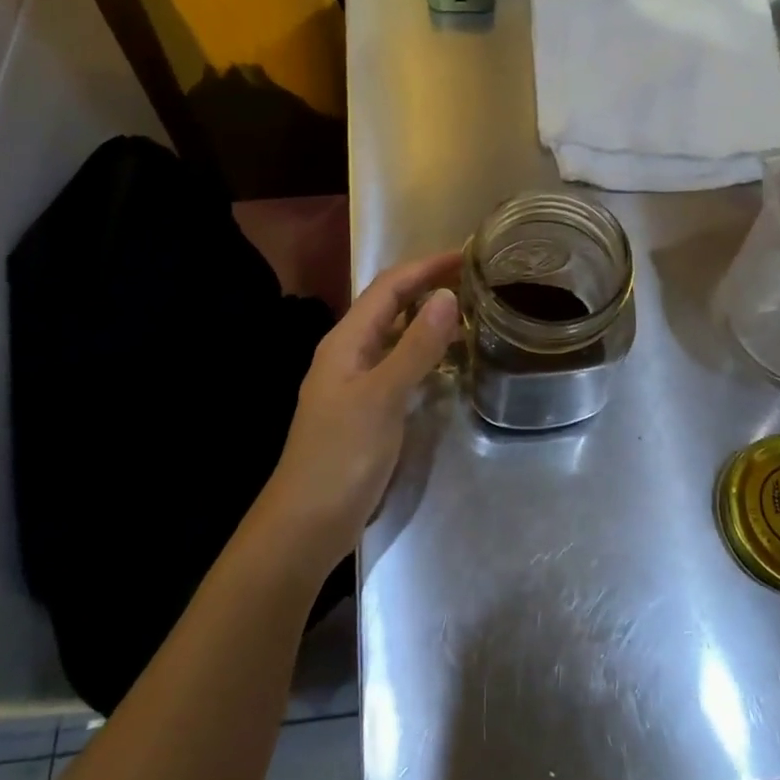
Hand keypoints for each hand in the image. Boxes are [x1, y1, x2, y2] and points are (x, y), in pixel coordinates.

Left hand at [258, 251, 462, 571]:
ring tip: (469, 313)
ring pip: (395, 335)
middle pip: (390, 305)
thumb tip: (446, 296)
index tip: (466, 254)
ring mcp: (355, 381)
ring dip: (427, 319)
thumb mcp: (383, 397)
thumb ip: (416, 347)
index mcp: (346, 340)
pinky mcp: (365, 408)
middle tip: (474, 280)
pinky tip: (448, 362)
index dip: (426, 266)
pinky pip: (398, 364)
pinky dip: (423, 353)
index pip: (389, 286)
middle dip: (428, 286)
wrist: (305, 525)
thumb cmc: (341, 456)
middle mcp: (348, 352)